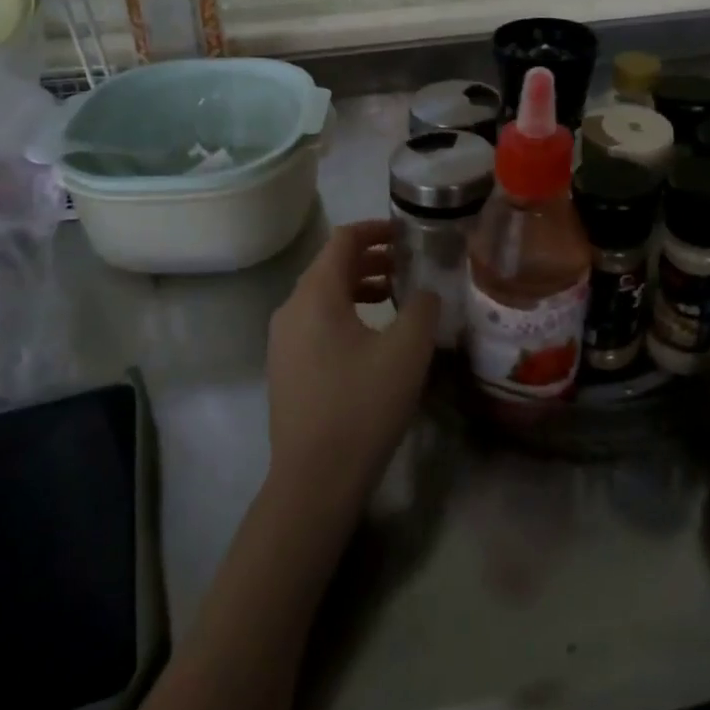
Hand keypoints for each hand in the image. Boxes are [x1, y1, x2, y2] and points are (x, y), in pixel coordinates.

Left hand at [265, 219, 437, 511]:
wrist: (314, 480)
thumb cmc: (362, 405)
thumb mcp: (407, 351)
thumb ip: (422, 307)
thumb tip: (426, 290)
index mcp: (316, 295)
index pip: (343, 240)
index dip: (376, 229)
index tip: (407, 233)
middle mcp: (291, 309)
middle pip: (331, 266)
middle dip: (371, 259)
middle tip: (409, 265)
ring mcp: (283, 340)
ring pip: (323, 296)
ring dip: (360, 287)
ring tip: (396, 297)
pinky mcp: (286, 367)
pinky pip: (316, 321)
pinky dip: (346, 312)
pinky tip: (373, 336)